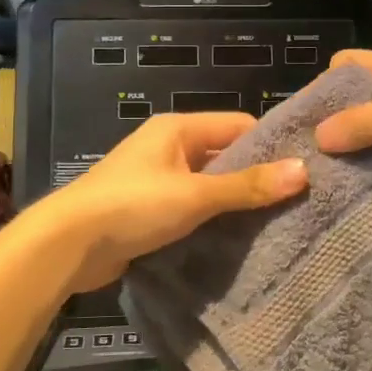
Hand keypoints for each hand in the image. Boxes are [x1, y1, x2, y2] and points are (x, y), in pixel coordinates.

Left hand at [30, 113, 306, 292]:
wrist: (68, 245)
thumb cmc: (133, 206)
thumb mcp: (195, 195)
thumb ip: (247, 185)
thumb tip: (303, 171)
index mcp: (178, 129)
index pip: (238, 125)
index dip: (270, 145)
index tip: (304, 170)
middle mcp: (168, 147)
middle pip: (224, 156)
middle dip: (254, 178)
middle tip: (296, 203)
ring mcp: (157, 180)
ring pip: (208, 186)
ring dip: (233, 204)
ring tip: (275, 224)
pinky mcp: (148, 211)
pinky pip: (191, 209)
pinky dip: (211, 221)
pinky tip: (236, 241)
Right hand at [314, 50, 371, 218]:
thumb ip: (370, 122)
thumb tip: (318, 138)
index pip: (347, 67)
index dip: (323, 87)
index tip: (300, 121)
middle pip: (351, 107)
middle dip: (328, 129)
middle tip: (299, 158)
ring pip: (364, 143)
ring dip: (345, 159)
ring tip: (313, 183)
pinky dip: (365, 182)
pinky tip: (343, 199)